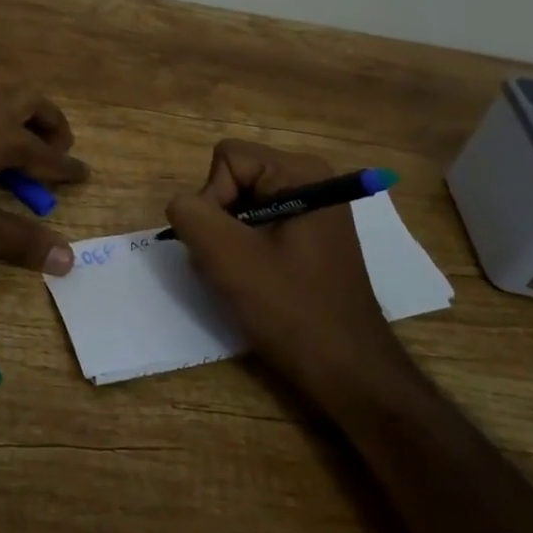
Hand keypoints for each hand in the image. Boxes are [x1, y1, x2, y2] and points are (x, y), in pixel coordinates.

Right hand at [166, 140, 407, 408]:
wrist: (349, 373)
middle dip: (220, 222)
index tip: (228, 246)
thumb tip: (183, 205)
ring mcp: (313, 211)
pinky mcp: (311, 239)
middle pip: (234, 179)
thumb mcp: (229, 257)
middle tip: (232, 266)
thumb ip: (191, 214)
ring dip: (229, 243)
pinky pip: (258, 228)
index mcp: (300, 172)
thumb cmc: (292, 310)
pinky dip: (246, 254)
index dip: (212, 198)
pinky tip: (257, 285)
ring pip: (241, 207)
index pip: (226, 159)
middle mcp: (311, 181)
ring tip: (244, 280)